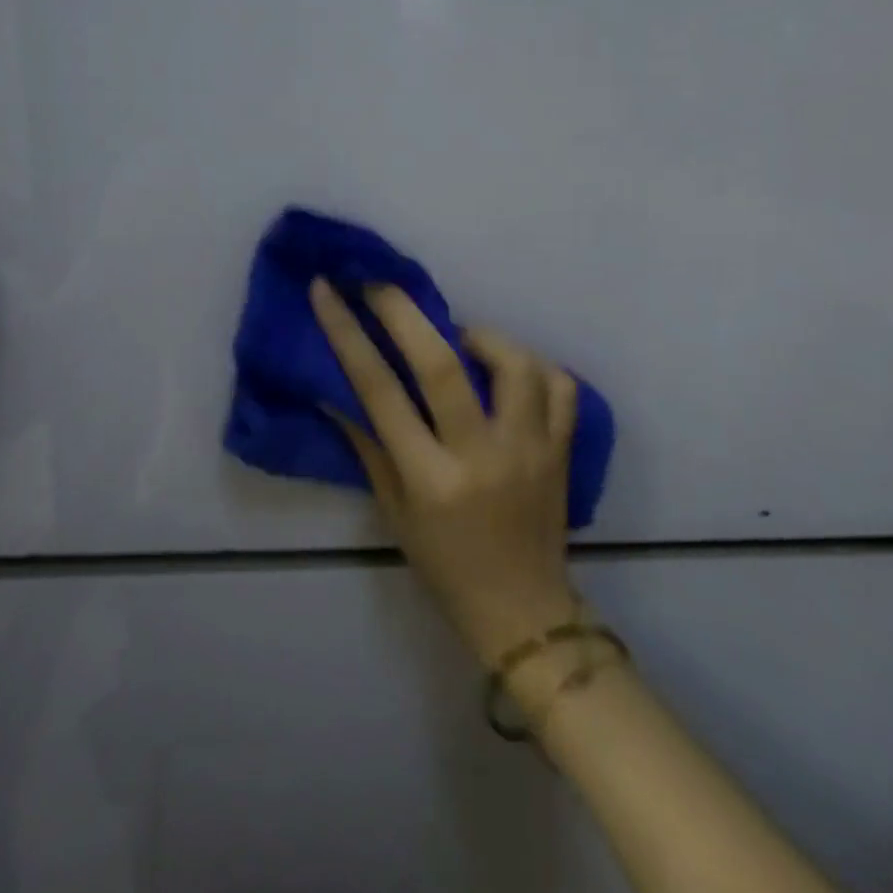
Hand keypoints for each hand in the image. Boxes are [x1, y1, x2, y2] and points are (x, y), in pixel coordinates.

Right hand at [310, 279, 579, 662]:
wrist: (522, 610)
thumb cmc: (444, 566)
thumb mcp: (393, 511)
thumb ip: (368, 445)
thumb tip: (337, 389)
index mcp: (430, 479)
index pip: (380, 391)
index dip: (349, 334)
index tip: (328, 290)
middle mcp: (482, 456)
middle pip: (443, 365)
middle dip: (404, 311)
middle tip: (381, 282)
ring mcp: (531, 450)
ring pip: (514, 364)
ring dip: (481, 336)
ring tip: (461, 339)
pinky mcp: (564, 451)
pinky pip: (560, 386)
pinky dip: (533, 366)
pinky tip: (509, 371)